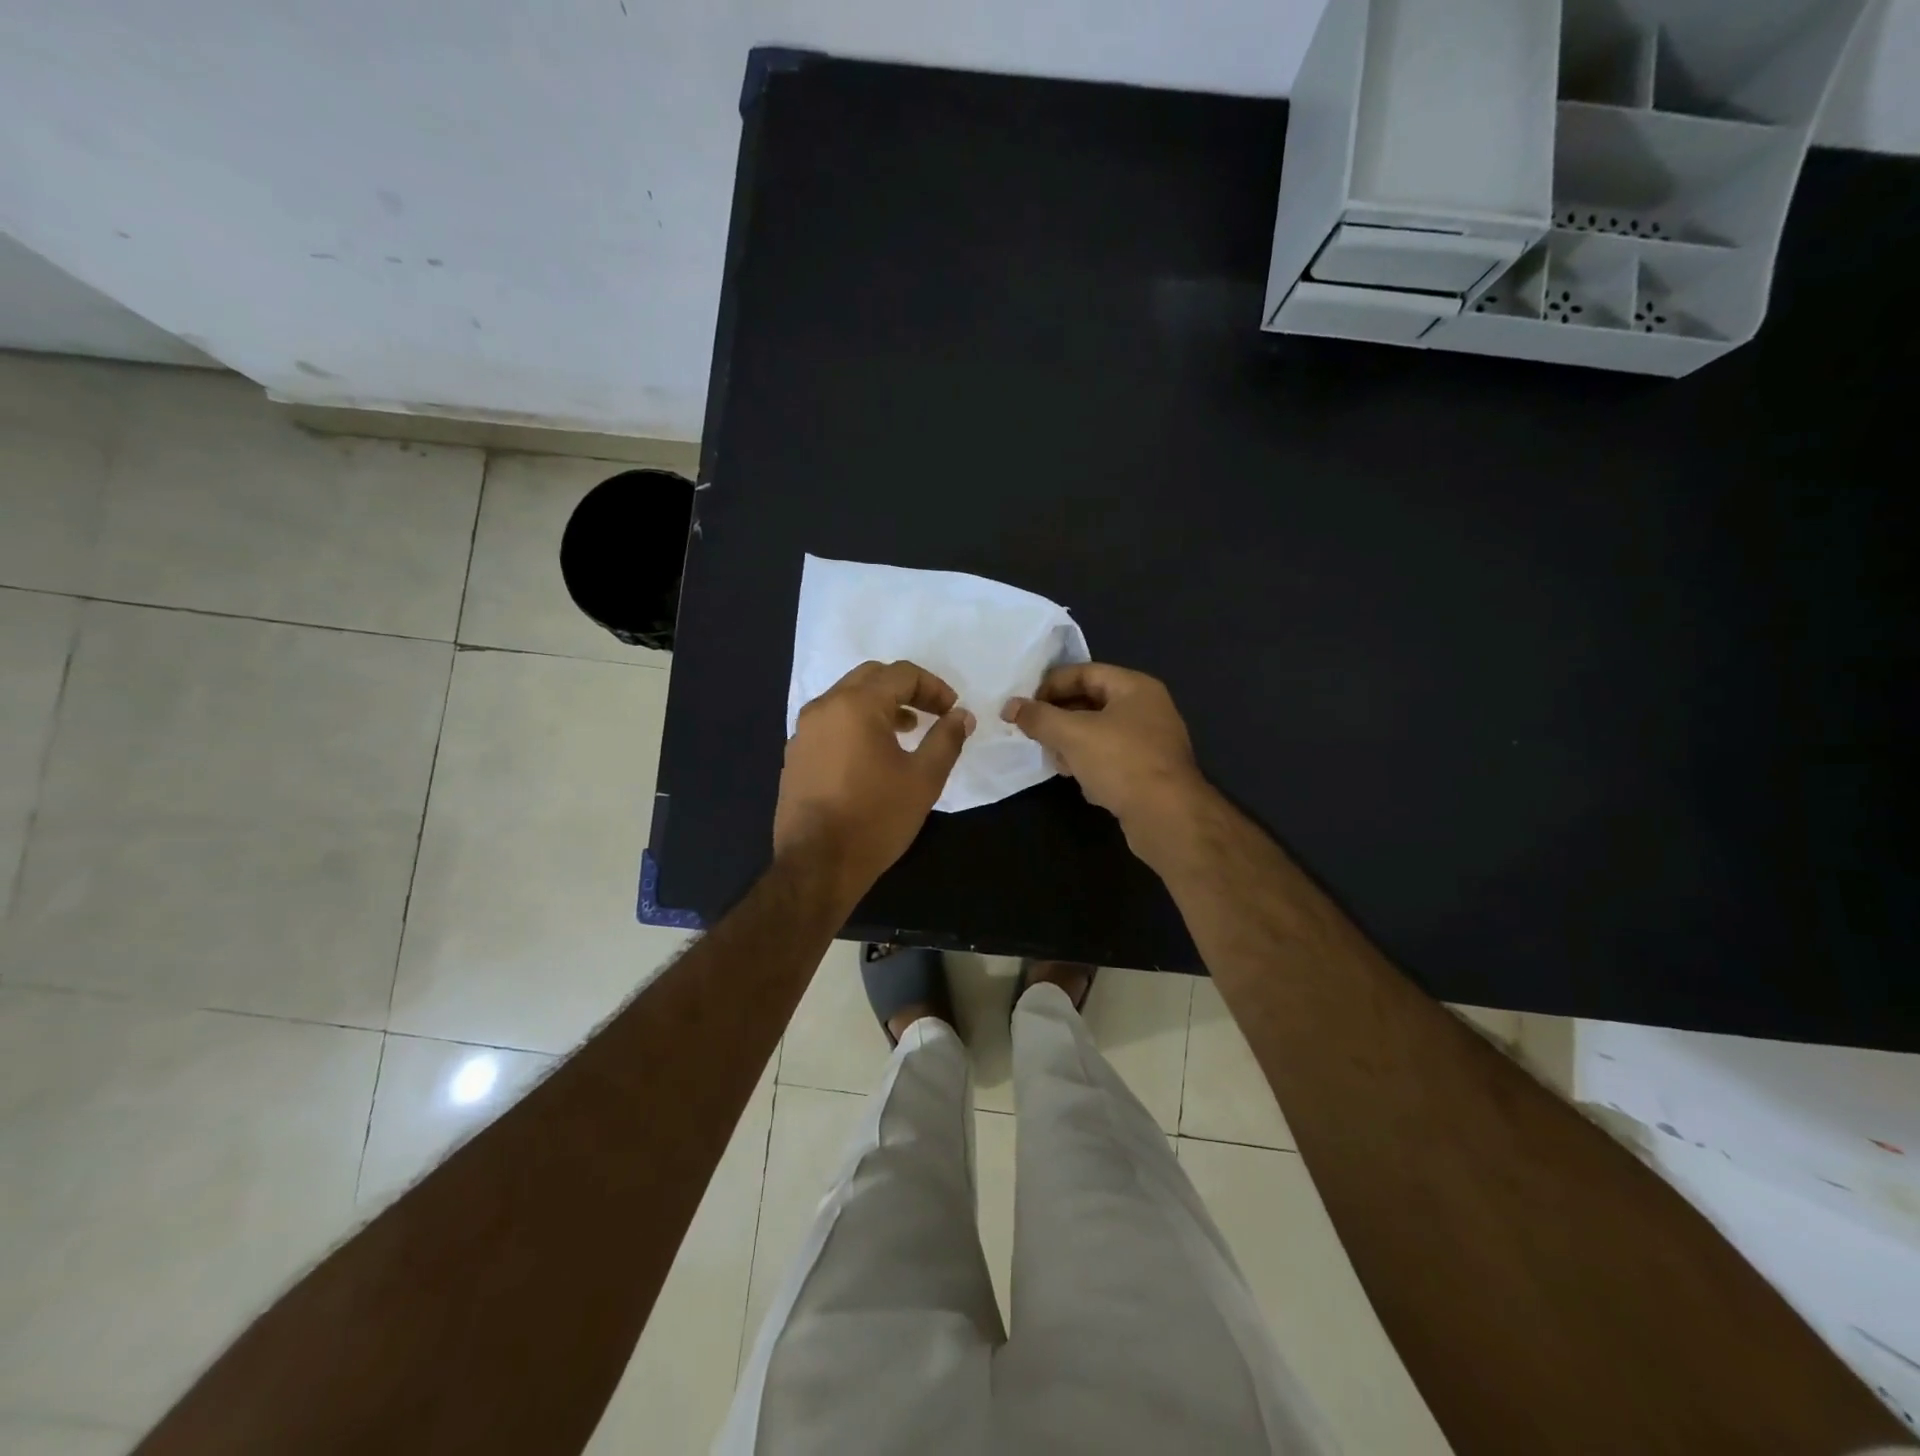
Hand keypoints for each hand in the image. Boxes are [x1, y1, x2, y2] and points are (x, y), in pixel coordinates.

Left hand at [774, 660, 975, 904]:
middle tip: (932, 713)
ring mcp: (804, 731)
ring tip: (907, 731)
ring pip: (847, 699)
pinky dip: (857, 724)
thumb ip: (947, 739)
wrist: (817, 865)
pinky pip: (831, 723)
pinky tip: (873, 755)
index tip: (952, 711)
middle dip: (906, 690)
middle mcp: (824, 707)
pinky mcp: (796, 755)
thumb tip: (962, 715)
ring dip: (880, 705)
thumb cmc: (876, 818)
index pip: (902, 674)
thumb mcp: (924, 779)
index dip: (934, 687)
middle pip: (871, 677)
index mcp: (855, 705)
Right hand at [1003, 663, 1211, 861]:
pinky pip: (1111, 759)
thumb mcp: (1073, 734)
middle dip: (1059, 719)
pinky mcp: (1149, 772)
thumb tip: (1011, 707)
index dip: (1050, 685)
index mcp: (1135, 687)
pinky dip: (1091, 765)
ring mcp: (1151, 742)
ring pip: (1099, 733)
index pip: (1084, 672)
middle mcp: (1148, 709)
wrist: (1167, 817)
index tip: (1024, 706)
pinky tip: (1079, 781)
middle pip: (1091, 703)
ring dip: (1072, 744)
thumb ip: (1039, 717)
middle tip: (1034, 734)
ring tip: (1055, 760)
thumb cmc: (1121, 763)